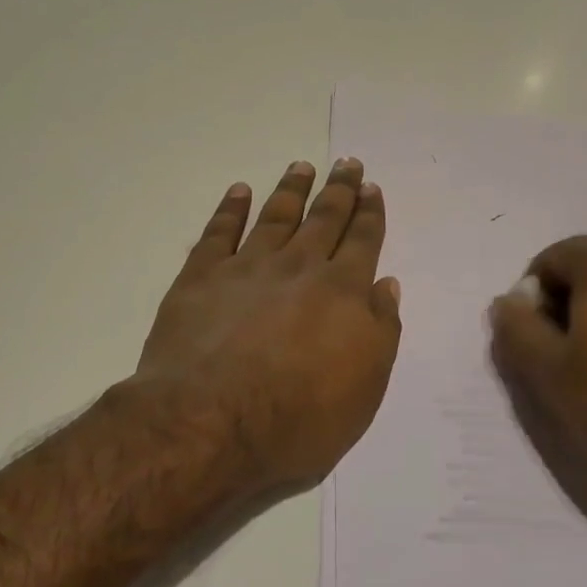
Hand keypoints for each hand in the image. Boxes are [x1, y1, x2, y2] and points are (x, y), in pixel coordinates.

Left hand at [135, 158, 401, 496]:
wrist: (210, 424)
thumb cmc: (299, 417)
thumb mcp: (365, 387)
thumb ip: (381, 330)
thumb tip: (386, 284)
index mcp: (342, 292)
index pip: (363, 241)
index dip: (370, 213)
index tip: (372, 188)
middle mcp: (298, 268)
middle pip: (324, 219)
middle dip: (339, 190)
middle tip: (347, 162)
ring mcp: (247, 269)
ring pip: (276, 216)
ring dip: (292, 189)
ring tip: (302, 166)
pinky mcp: (200, 279)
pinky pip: (219, 233)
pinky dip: (230, 209)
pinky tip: (239, 191)